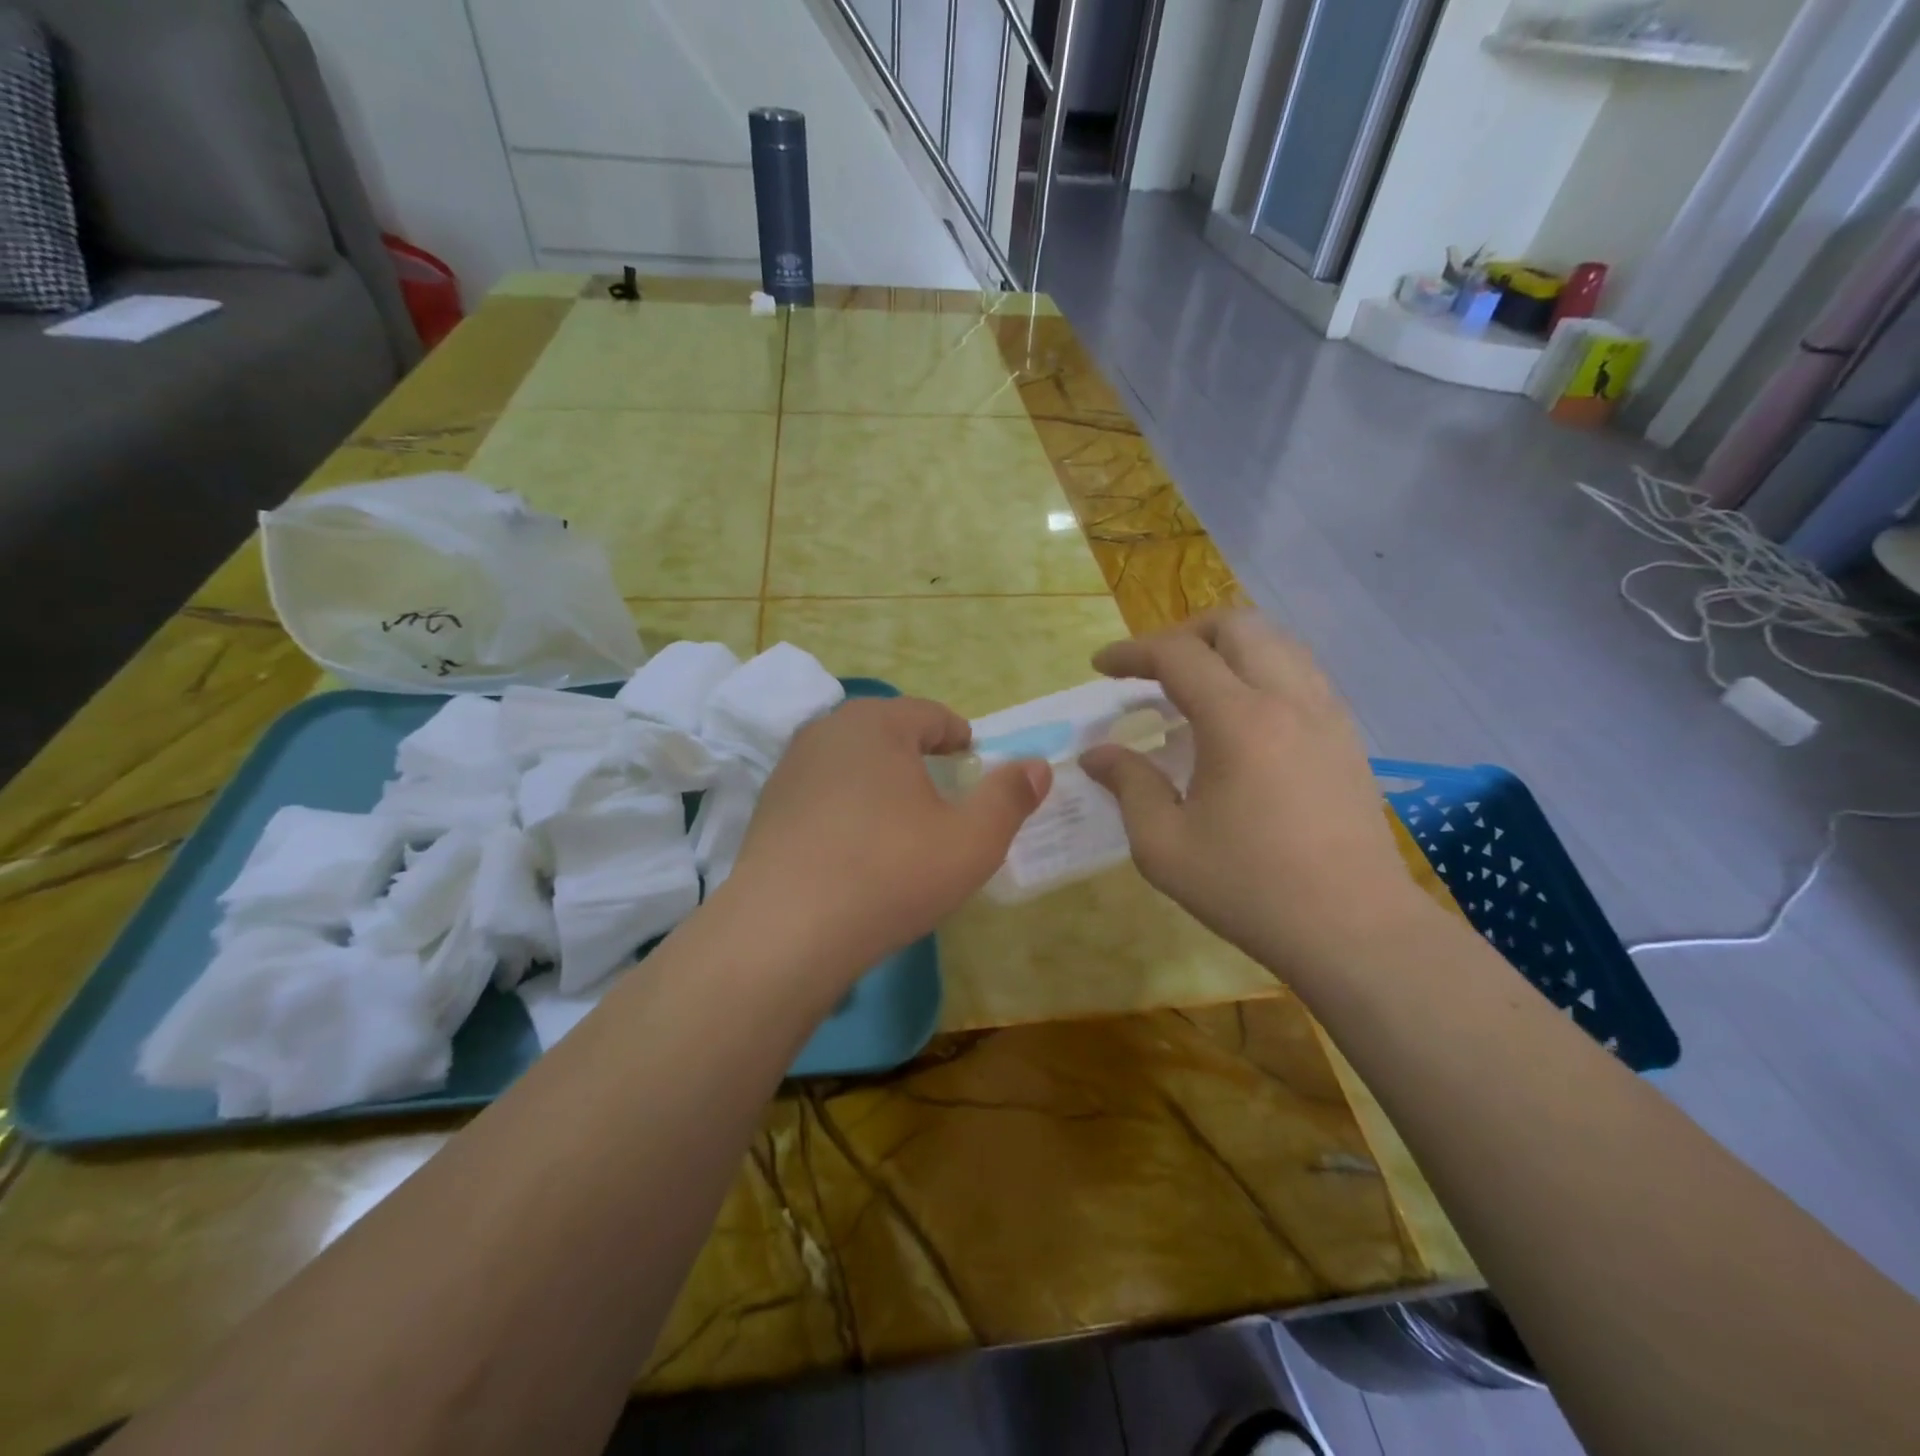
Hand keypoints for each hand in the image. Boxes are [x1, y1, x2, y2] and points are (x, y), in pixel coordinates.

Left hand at [729, 696, 1050, 976]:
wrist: (787, 931)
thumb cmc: (891, 873)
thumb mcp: (972, 840)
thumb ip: (1009, 797)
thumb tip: (1036, 766)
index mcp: (878, 724)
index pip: (930, 714)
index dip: (958, 736)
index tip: (972, 760)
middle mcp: (828, 731)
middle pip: (887, 732)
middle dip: (918, 756)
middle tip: (941, 791)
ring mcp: (790, 768)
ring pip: (851, 762)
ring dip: (879, 781)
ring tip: (900, 820)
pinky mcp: (767, 807)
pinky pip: (822, 793)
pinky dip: (846, 807)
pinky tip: (854, 847)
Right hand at [1079, 610, 1428, 982]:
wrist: (1354, 929)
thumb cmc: (1250, 888)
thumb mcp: (1164, 845)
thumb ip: (1128, 786)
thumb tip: (1098, 754)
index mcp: (1238, 720)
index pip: (1178, 655)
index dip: (1132, 652)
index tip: (1100, 667)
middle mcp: (1288, 699)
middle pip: (1236, 625)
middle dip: (1184, 633)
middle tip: (1151, 668)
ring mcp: (1326, 714)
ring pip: (1277, 641)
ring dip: (1227, 646)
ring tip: (1196, 682)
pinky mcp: (1347, 736)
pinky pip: (1302, 672)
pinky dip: (1262, 668)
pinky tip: (1244, 712)